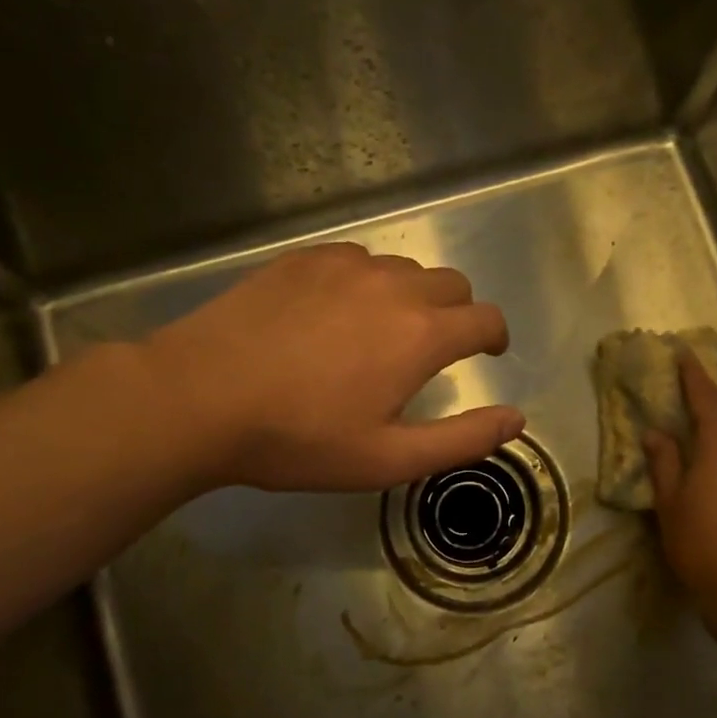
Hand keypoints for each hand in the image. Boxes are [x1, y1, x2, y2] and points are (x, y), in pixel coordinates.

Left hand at [141, 243, 522, 491]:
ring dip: (412, 296)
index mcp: (422, 334)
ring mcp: (347, 265)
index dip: (495, 337)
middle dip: (458, 314)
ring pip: (406, 269)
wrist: (199, 397)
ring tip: (381, 332)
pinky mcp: (306, 258)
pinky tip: (336, 311)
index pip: (486, 319)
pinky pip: (359, 258)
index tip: (486, 353)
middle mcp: (394, 286)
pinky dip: (367, 281)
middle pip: (453, 284)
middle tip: (434, 349)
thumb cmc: (299, 438)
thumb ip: (462, 439)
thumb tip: (517, 419)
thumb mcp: (388, 458)